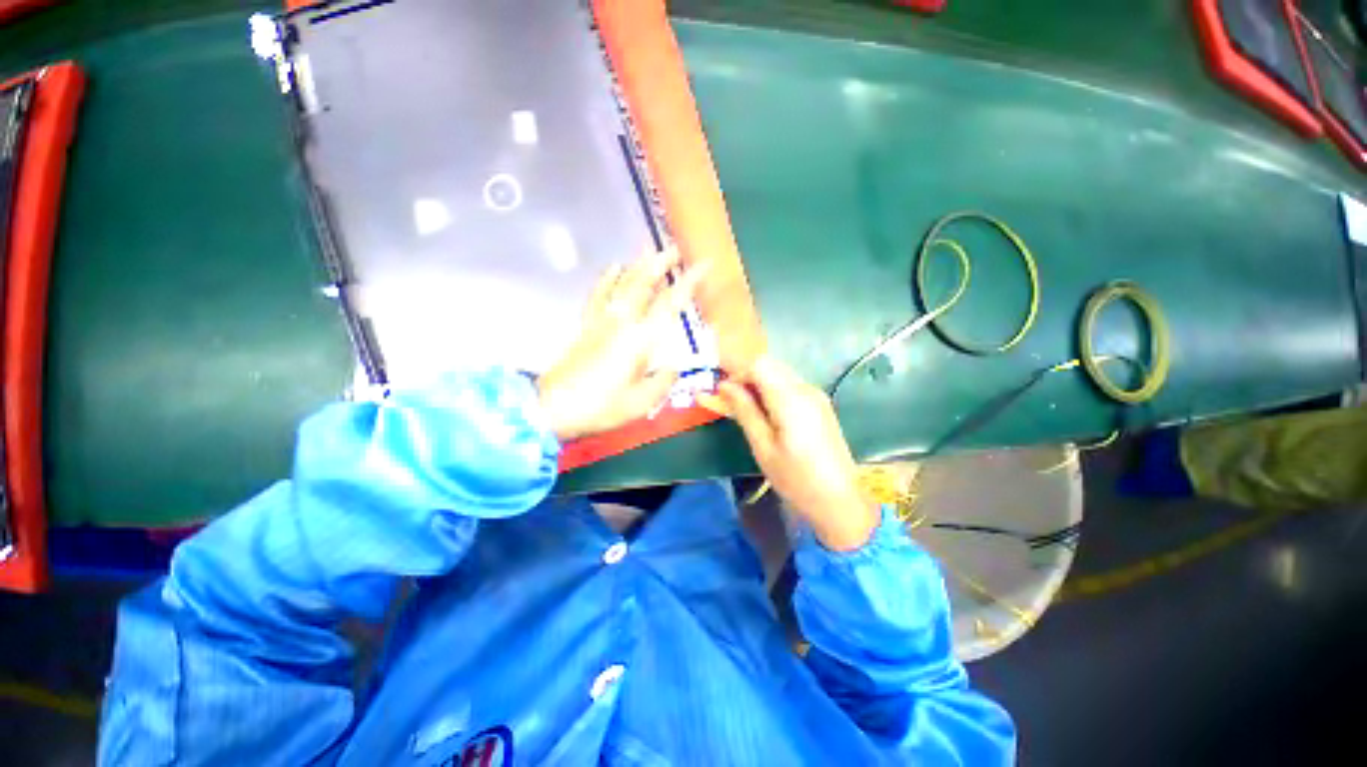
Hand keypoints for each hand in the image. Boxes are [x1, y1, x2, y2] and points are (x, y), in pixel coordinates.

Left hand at [538, 248, 705, 441]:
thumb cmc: (602, 405)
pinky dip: (608, 278)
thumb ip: (663, 381)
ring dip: (639, 266)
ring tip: (650, 251)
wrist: (555, 406)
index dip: (688, 283)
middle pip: (643, 284)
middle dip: (661, 263)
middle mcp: (623, 322)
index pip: (670, 303)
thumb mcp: (642, 401)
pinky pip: (598, 295)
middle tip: (675, 249)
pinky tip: (614, 267)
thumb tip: (672, 368)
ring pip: (622, 284)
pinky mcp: (587, 325)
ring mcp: (602, 321)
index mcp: (641, 339)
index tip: (703, 265)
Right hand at [719, 357, 880, 550]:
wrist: (839, 500)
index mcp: (791, 398)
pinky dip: (772, 392)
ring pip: (779, 374)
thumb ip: (744, 411)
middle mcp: (806, 388)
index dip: (737, 374)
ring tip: (745, 411)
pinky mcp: (819, 404)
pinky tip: (766, 415)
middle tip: (730, 403)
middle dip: (745, 377)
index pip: (759, 364)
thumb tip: (724, 386)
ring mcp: (815, 395)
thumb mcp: (763, 447)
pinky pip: (790, 386)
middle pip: (770, 365)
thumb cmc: (796, 478)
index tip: (723, 394)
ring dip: (758, 384)